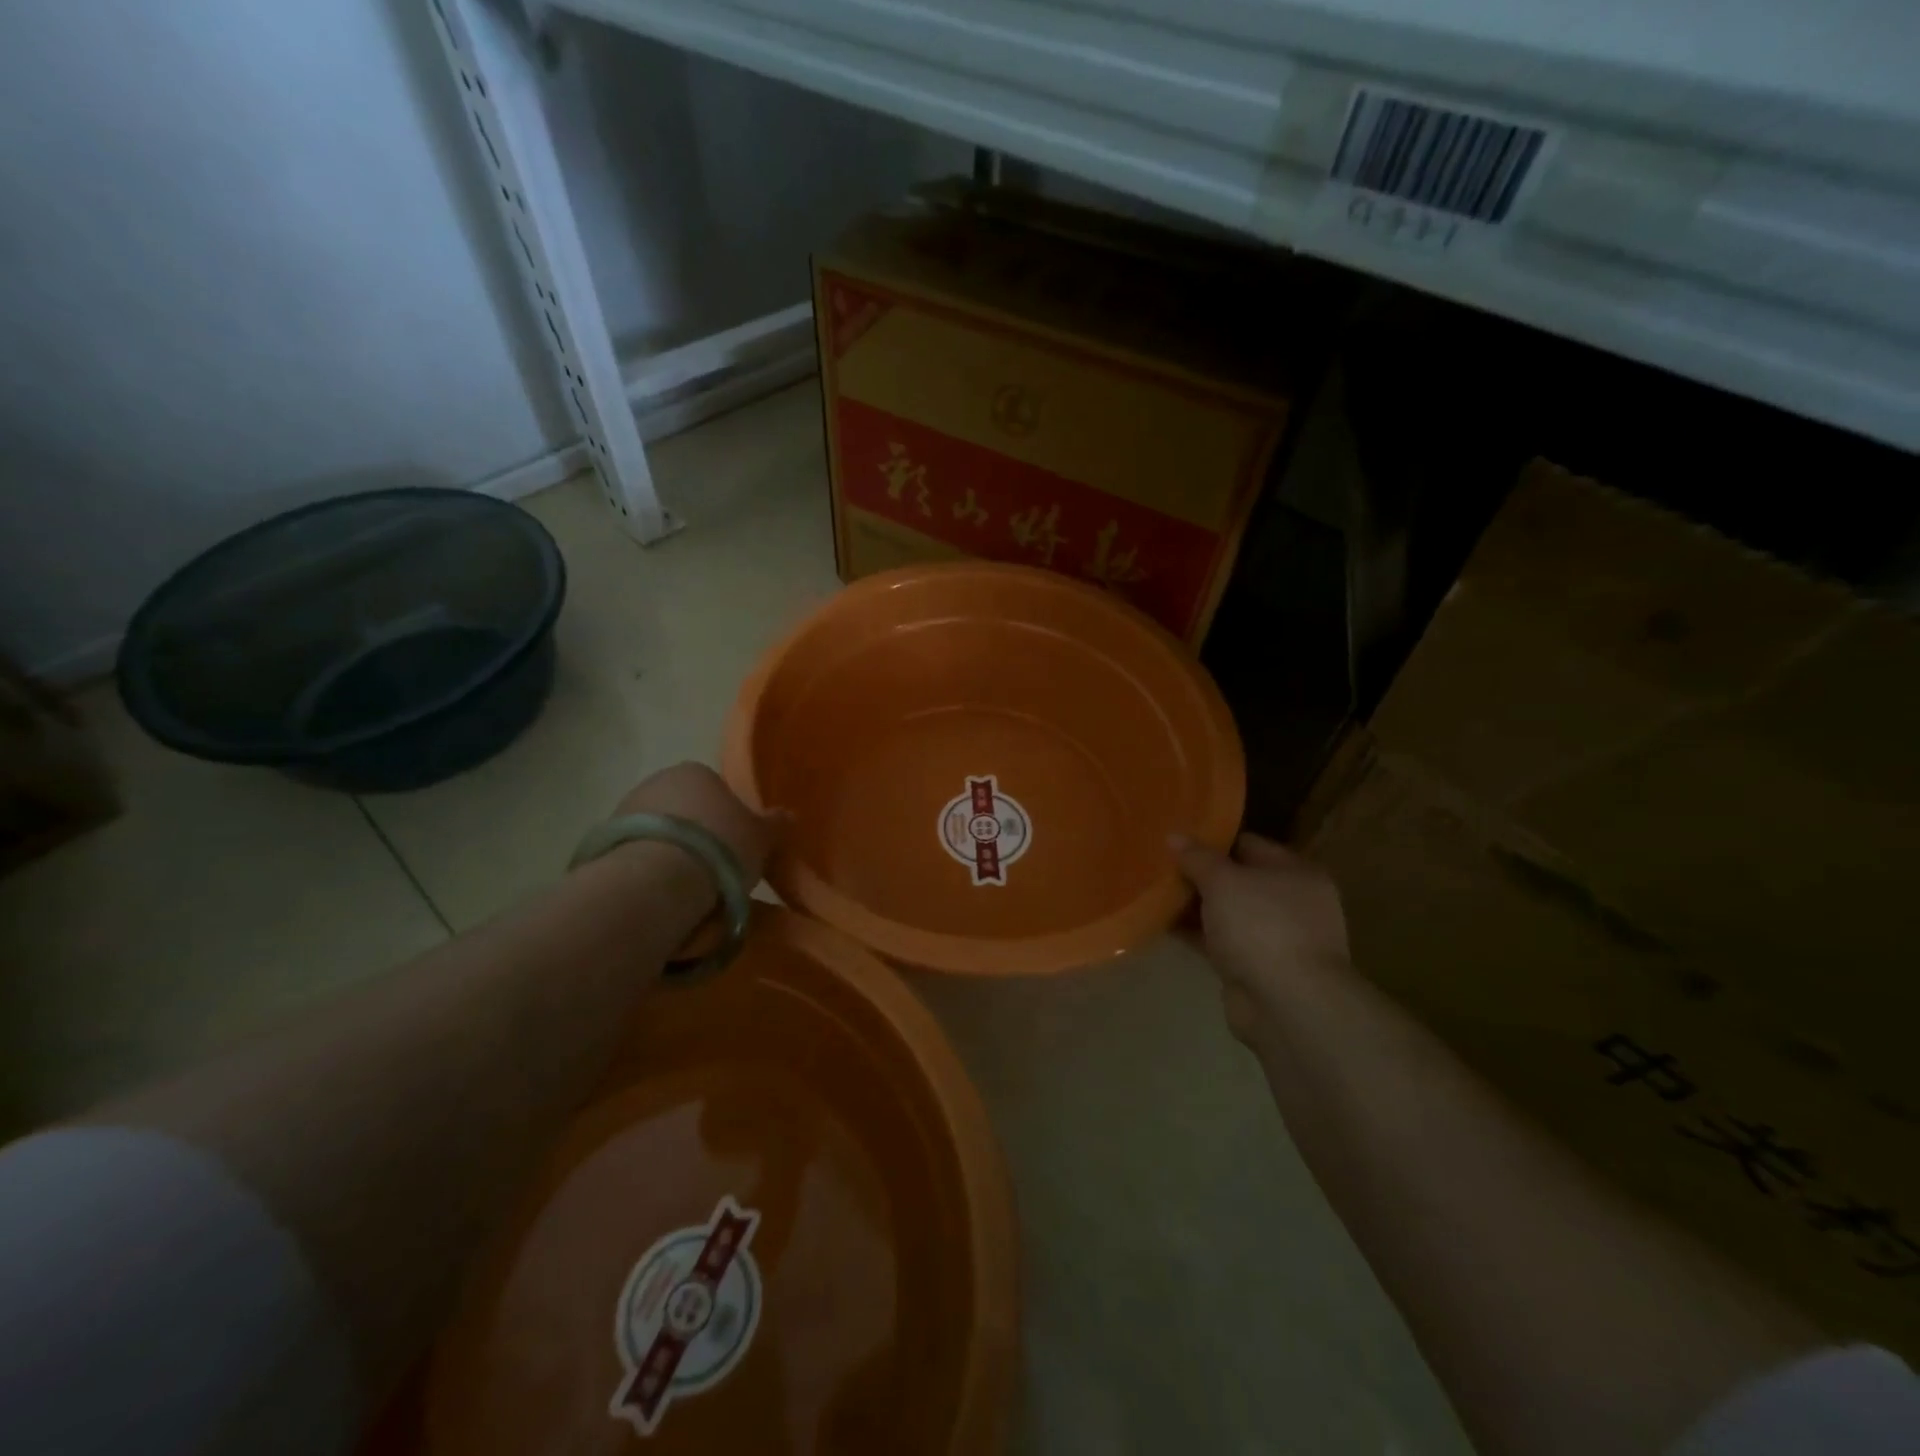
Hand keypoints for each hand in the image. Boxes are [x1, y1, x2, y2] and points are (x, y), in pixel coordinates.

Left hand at [612, 762, 781, 885]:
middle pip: (684, 808)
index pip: (716, 787)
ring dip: (672, 852)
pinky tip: (664, 892)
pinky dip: (650, 869)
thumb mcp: (762, 837)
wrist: (658, 880)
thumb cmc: (720, 847)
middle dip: (697, 833)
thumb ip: (775, 824)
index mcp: (697, 770)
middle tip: (716, 867)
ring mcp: (625, 810)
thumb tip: (788, 815)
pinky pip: (638, 855)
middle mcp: (657, 780)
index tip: (735, 845)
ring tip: (690, 888)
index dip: (727, 816)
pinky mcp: (603, 843)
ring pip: (659, 832)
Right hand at [1173, 833, 1350, 1048]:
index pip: (1248, 844)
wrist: (1288, 1006)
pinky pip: (1220, 943)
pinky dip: (1196, 936)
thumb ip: (1197, 857)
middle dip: (1200, 875)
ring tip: (1154, 894)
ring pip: (1227, 914)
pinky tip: (1163, 926)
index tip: (1175, 840)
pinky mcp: (1256, 969)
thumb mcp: (1223, 881)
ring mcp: (1275, 939)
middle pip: (1237, 880)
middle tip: (1159, 866)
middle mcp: (1291, 903)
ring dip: (1195, 907)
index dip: (1212, 840)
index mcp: (1296, 872)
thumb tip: (1174, 836)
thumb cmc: (1262, 927)